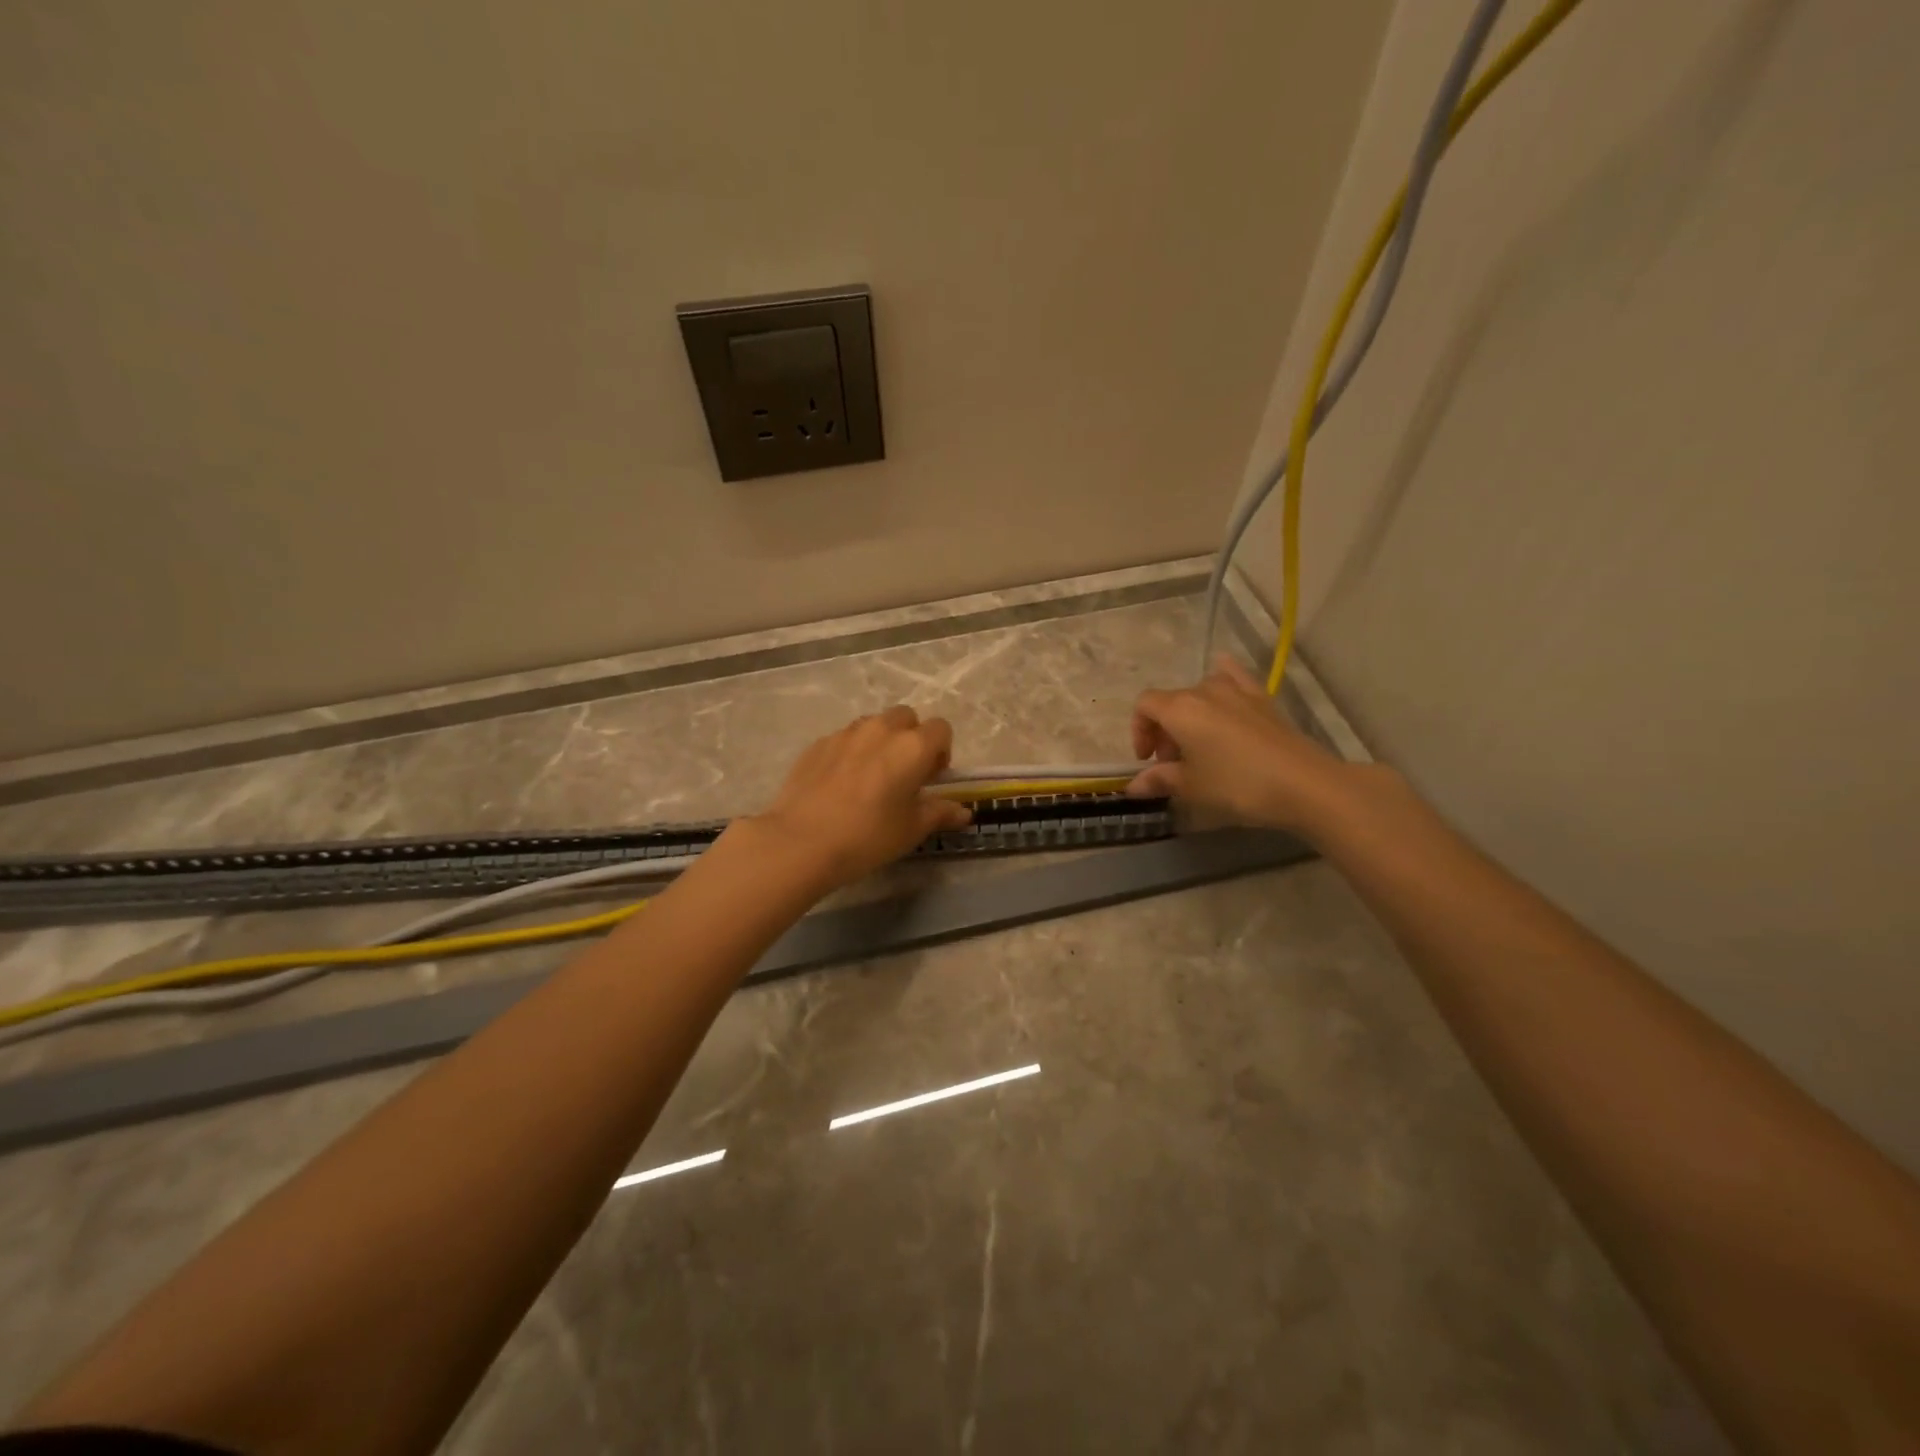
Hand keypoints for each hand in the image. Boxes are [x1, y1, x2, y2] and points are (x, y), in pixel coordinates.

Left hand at [749, 706, 972, 891]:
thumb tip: (963, 811)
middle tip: (904, 774)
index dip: (941, 751)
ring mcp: (846, 733)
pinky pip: (845, 739)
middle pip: (906, 718)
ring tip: (871, 778)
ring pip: (873, 725)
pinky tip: (840, 785)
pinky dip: (851, 752)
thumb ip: (940, 813)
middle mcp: (881, 729)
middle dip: (911, 738)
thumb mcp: (912, 829)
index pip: (941, 729)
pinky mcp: (818, 743)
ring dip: (881, 742)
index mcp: (912, 746)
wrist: (802, 842)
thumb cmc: (868, 836)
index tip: (931, 778)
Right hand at [1129, 656, 1362, 836]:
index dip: (1139, 731)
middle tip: (1173, 763)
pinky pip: (1234, 677)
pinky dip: (1223, 678)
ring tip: (1199, 743)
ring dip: (1191, 714)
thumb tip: (1134, 786)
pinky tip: (1223, 682)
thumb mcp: (1192, 787)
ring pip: (1200, 692)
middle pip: (1171, 701)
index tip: (1147, 759)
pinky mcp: (1263, 698)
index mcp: (1180, 708)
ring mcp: (1237, 690)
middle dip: (1164, 730)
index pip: (1144, 706)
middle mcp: (1204, 691)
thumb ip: (1160, 780)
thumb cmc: (1237, 785)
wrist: (1304, 783)